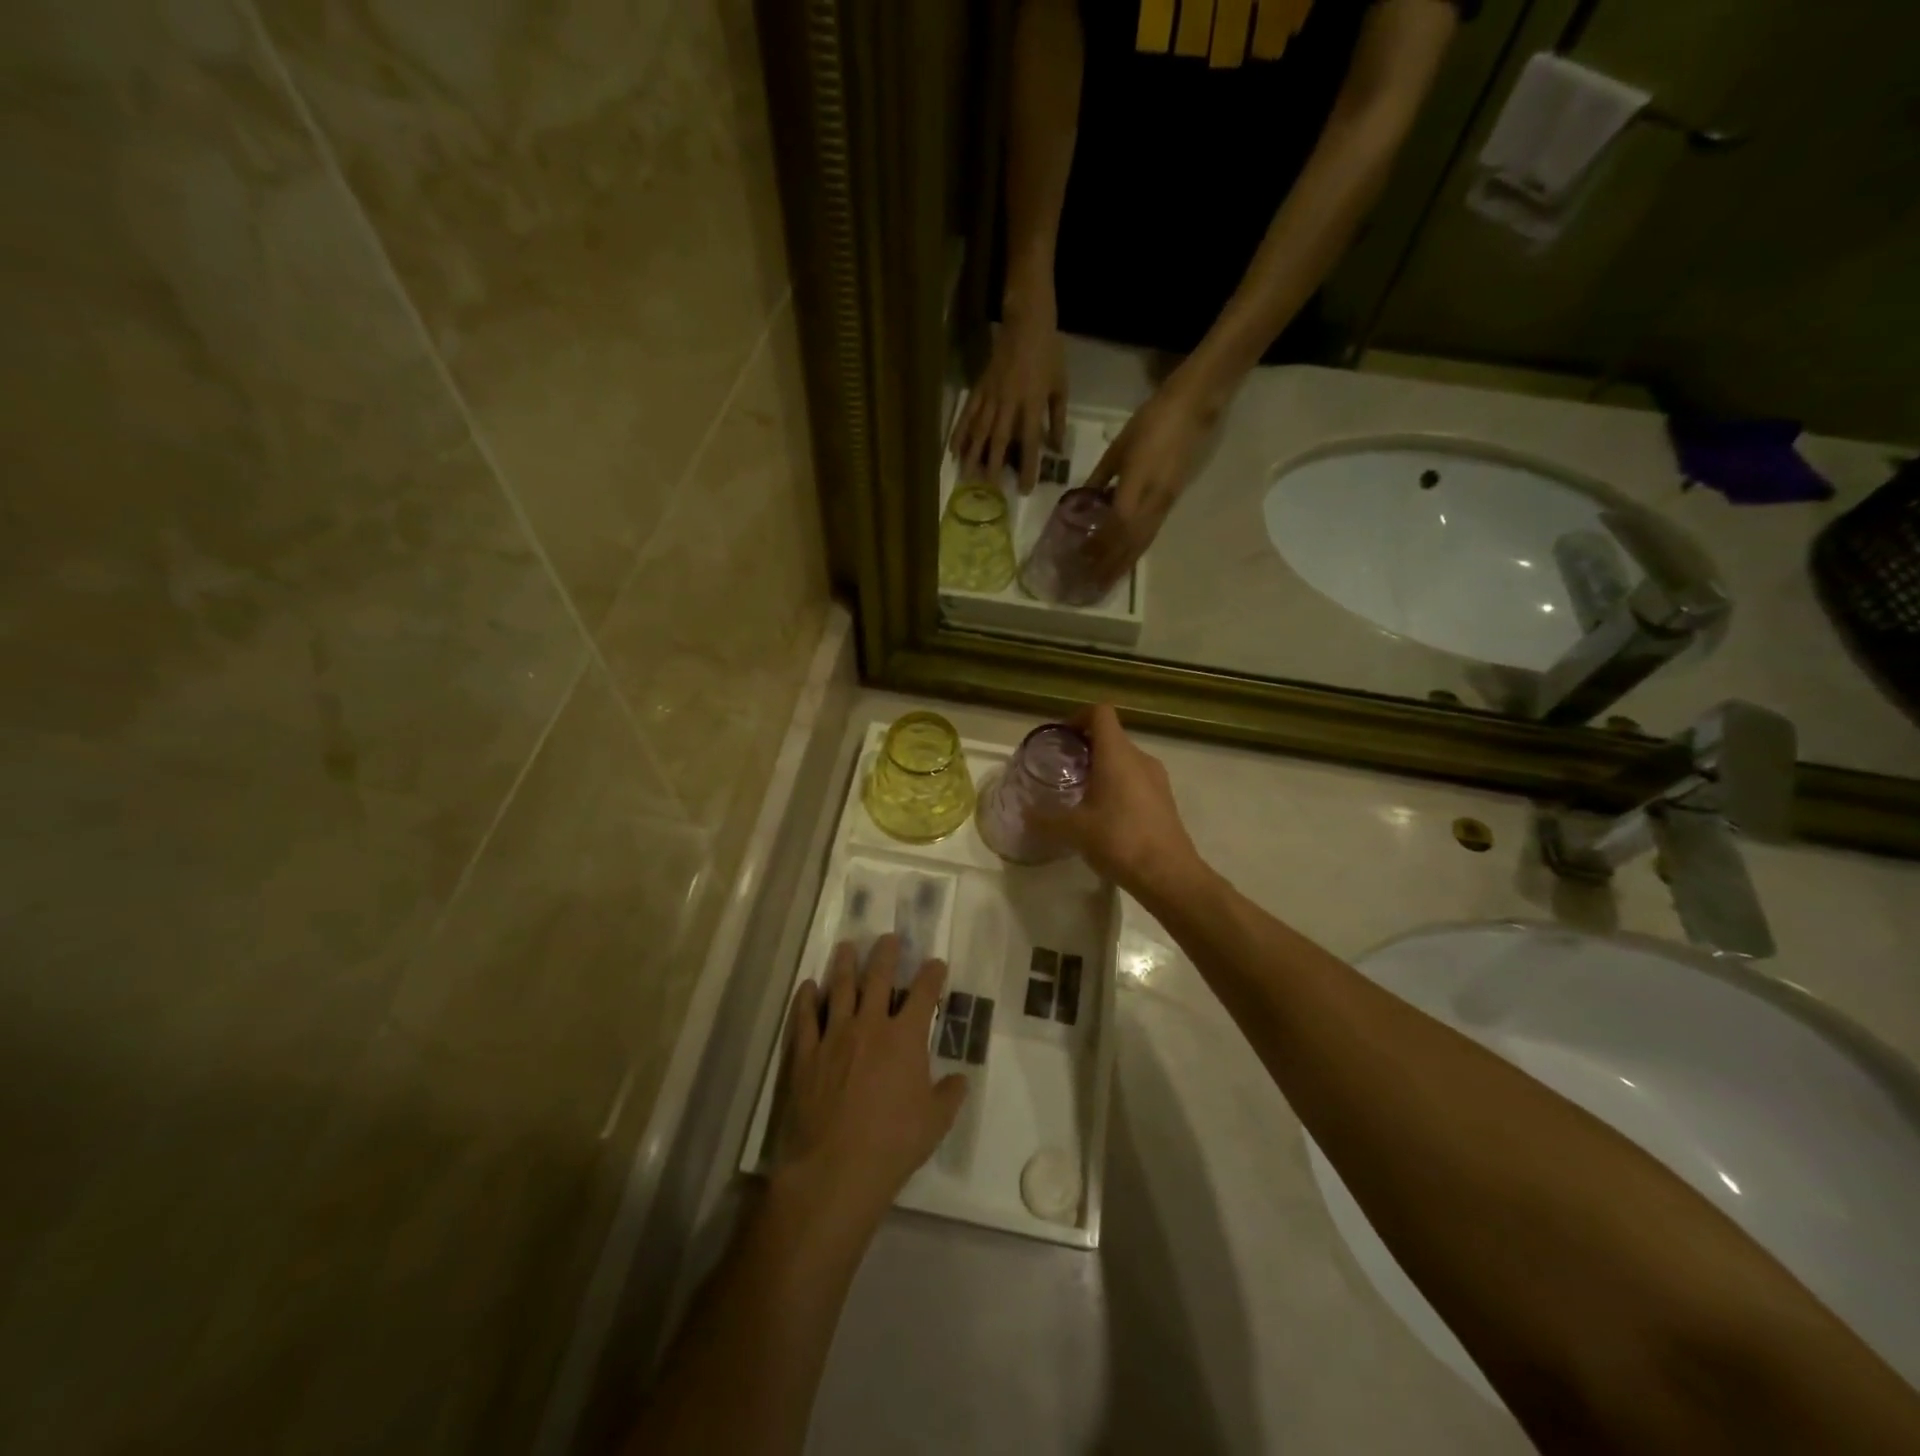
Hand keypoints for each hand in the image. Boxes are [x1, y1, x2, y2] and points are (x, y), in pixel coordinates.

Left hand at [776, 935, 968, 1230]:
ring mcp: (834, 1036)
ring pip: (840, 989)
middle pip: (878, 978)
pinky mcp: (805, 1053)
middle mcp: (870, 1026)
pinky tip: (809, 986)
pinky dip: (807, 999)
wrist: (835, 1168)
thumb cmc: (893, 1144)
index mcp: (905, 1038)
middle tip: (888, 937)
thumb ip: (949, 1095)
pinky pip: (805, 1017)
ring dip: (845, 965)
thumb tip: (960, 1079)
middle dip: (886, 954)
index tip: (936, 962)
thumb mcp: (935, 1123)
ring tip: (846, 946)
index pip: (923, 994)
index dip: (932, 974)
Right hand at [949, 304, 1067, 495]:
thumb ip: (1057, 419)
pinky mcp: (979, 388)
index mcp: (1032, 402)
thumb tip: (1055, 449)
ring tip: (967, 476)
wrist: (1027, 322)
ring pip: (979, 429)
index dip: (1028, 466)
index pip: (1030, 441)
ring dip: (973, 454)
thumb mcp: (1060, 386)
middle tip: (990, 489)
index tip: (1024, 488)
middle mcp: (1009, 402)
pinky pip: (968, 413)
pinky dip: (960, 432)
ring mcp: (991, 394)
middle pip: (999, 439)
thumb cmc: (1049, 354)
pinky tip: (953, 450)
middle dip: (994, 465)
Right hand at [1035, 705, 1209, 901]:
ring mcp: (1157, 778)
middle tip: (1063, 770)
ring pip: (1124, 759)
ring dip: (1102, 768)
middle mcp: (1140, 758)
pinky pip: (1136, 779)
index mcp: (1117, 754)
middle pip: (1111, 736)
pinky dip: (1117, 785)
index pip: (1100, 712)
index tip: (1061, 739)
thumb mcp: (1074, 830)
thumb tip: (1024, 814)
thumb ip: (1045, 819)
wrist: (1168, 875)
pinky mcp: (1164, 799)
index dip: (1078, 717)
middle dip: (1085, 747)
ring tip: (1080, 794)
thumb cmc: (1119, 840)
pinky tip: (1104, 815)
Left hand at [1083, 370, 1219, 582]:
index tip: (1081, 560)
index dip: (1100, 545)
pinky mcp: (1171, 502)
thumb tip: (1083, 500)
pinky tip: (1125, 560)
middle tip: (1091, 584)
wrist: (1193, 409)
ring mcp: (1165, 504)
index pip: (1116, 525)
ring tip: (1106, 582)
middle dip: (1110, 565)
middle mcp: (1154, 501)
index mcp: (1138, 484)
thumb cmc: (1151, 422)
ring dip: (1123, 564)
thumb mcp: (1117, 448)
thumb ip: (1099, 477)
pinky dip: (1135, 551)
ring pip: (1142, 542)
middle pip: (1130, 542)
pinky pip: (1151, 534)